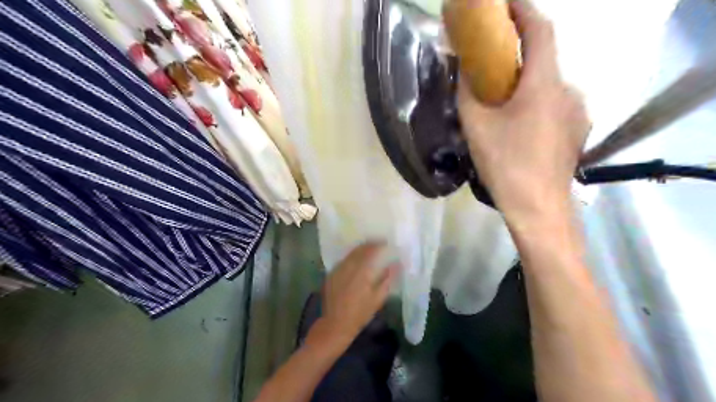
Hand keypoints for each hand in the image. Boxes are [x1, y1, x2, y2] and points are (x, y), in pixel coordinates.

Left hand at [315, 244, 399, 346]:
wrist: (335, 325)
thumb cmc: (360, 314)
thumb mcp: (377, 299)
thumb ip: (387, 279)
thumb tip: (396, 265)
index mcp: (361, 272)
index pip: (370, 251)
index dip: (378, 244)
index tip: (385, 242)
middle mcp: (348, 267)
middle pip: (359, 250)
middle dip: (368, 245)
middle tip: (377, 244)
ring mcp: (337, 270)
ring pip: (350, 254)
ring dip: (359, 250)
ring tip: (368, 250)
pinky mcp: (330, 275)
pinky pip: (343, 261)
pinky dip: (351, 258)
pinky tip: (355, 261)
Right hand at [461, 0, 589, 222]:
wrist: (538, 207)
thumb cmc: (505, 164)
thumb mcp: (476, 126)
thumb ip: (467, 92)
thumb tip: (462, 69)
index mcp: (544, 84)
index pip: (541, 30)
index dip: (523, 10)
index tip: (504, 5)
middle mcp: (568, 90)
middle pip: (543, 60)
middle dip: (518, 56)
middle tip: (492, 67)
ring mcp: (578, 112)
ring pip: (548, 86)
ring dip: (526, 84)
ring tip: (503, 105)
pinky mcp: (577, 131)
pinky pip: (555, 106)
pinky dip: (536, 104)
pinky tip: (520, 127)